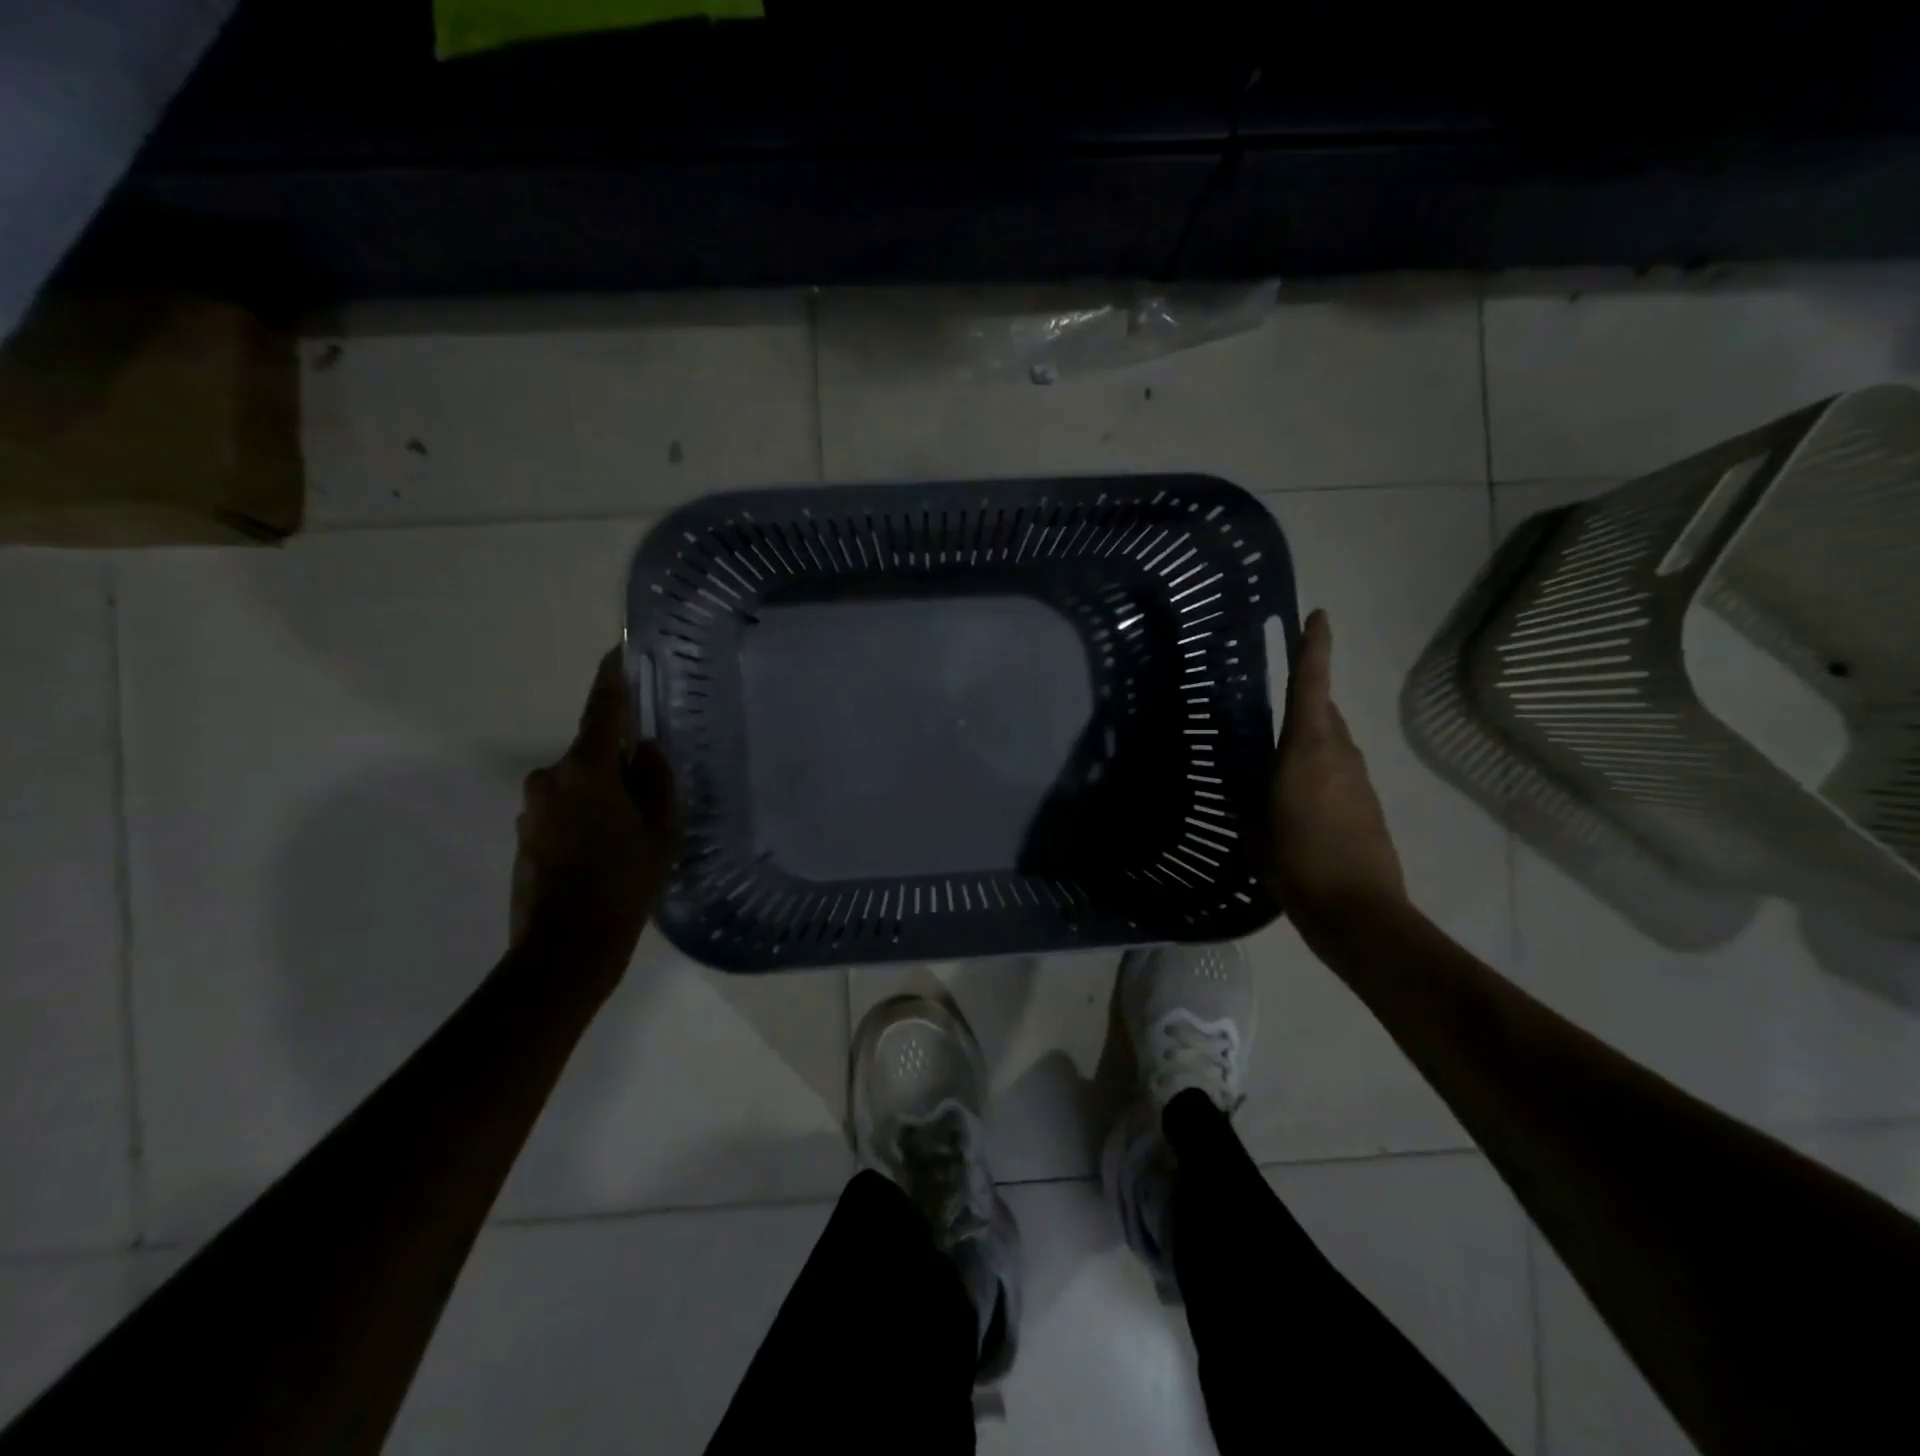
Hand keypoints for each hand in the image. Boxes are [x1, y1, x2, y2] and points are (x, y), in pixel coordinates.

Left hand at [511, 649, 677, 978]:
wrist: (566, 948)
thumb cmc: (624, 882)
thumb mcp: (661, 831)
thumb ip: (657, 781)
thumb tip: (646, 750)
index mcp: (586, 770)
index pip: (603, 709)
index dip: (612, 678)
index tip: (618, 650)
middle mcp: (550, 779)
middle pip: (592, 755)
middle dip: (620, 766)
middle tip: (652, 797)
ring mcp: (532, 809)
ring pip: (579, 787)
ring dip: (604, 798)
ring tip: (633, 837)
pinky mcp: (525, 836)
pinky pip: (565, 811)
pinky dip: (587, 820)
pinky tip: (608, 854)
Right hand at [1270, 610, 1405, 933]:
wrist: (1357, 910)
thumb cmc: (1295, 862)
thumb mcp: (1253, 825)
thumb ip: (1251, 792)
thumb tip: (1250, 778)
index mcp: (1306, 749)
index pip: (1311, 684)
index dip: (1313, 648)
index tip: (1317, 616)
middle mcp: (1339, 752)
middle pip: (1325, 711)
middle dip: (1305, 700)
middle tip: (1271, 708)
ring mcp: (1359, 778)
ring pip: (1333, 742)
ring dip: (1310, 741)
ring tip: (1277, 764)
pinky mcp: (1369, 803)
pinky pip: (1339, 771)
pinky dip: (1319, 771)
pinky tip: (1297, 800)